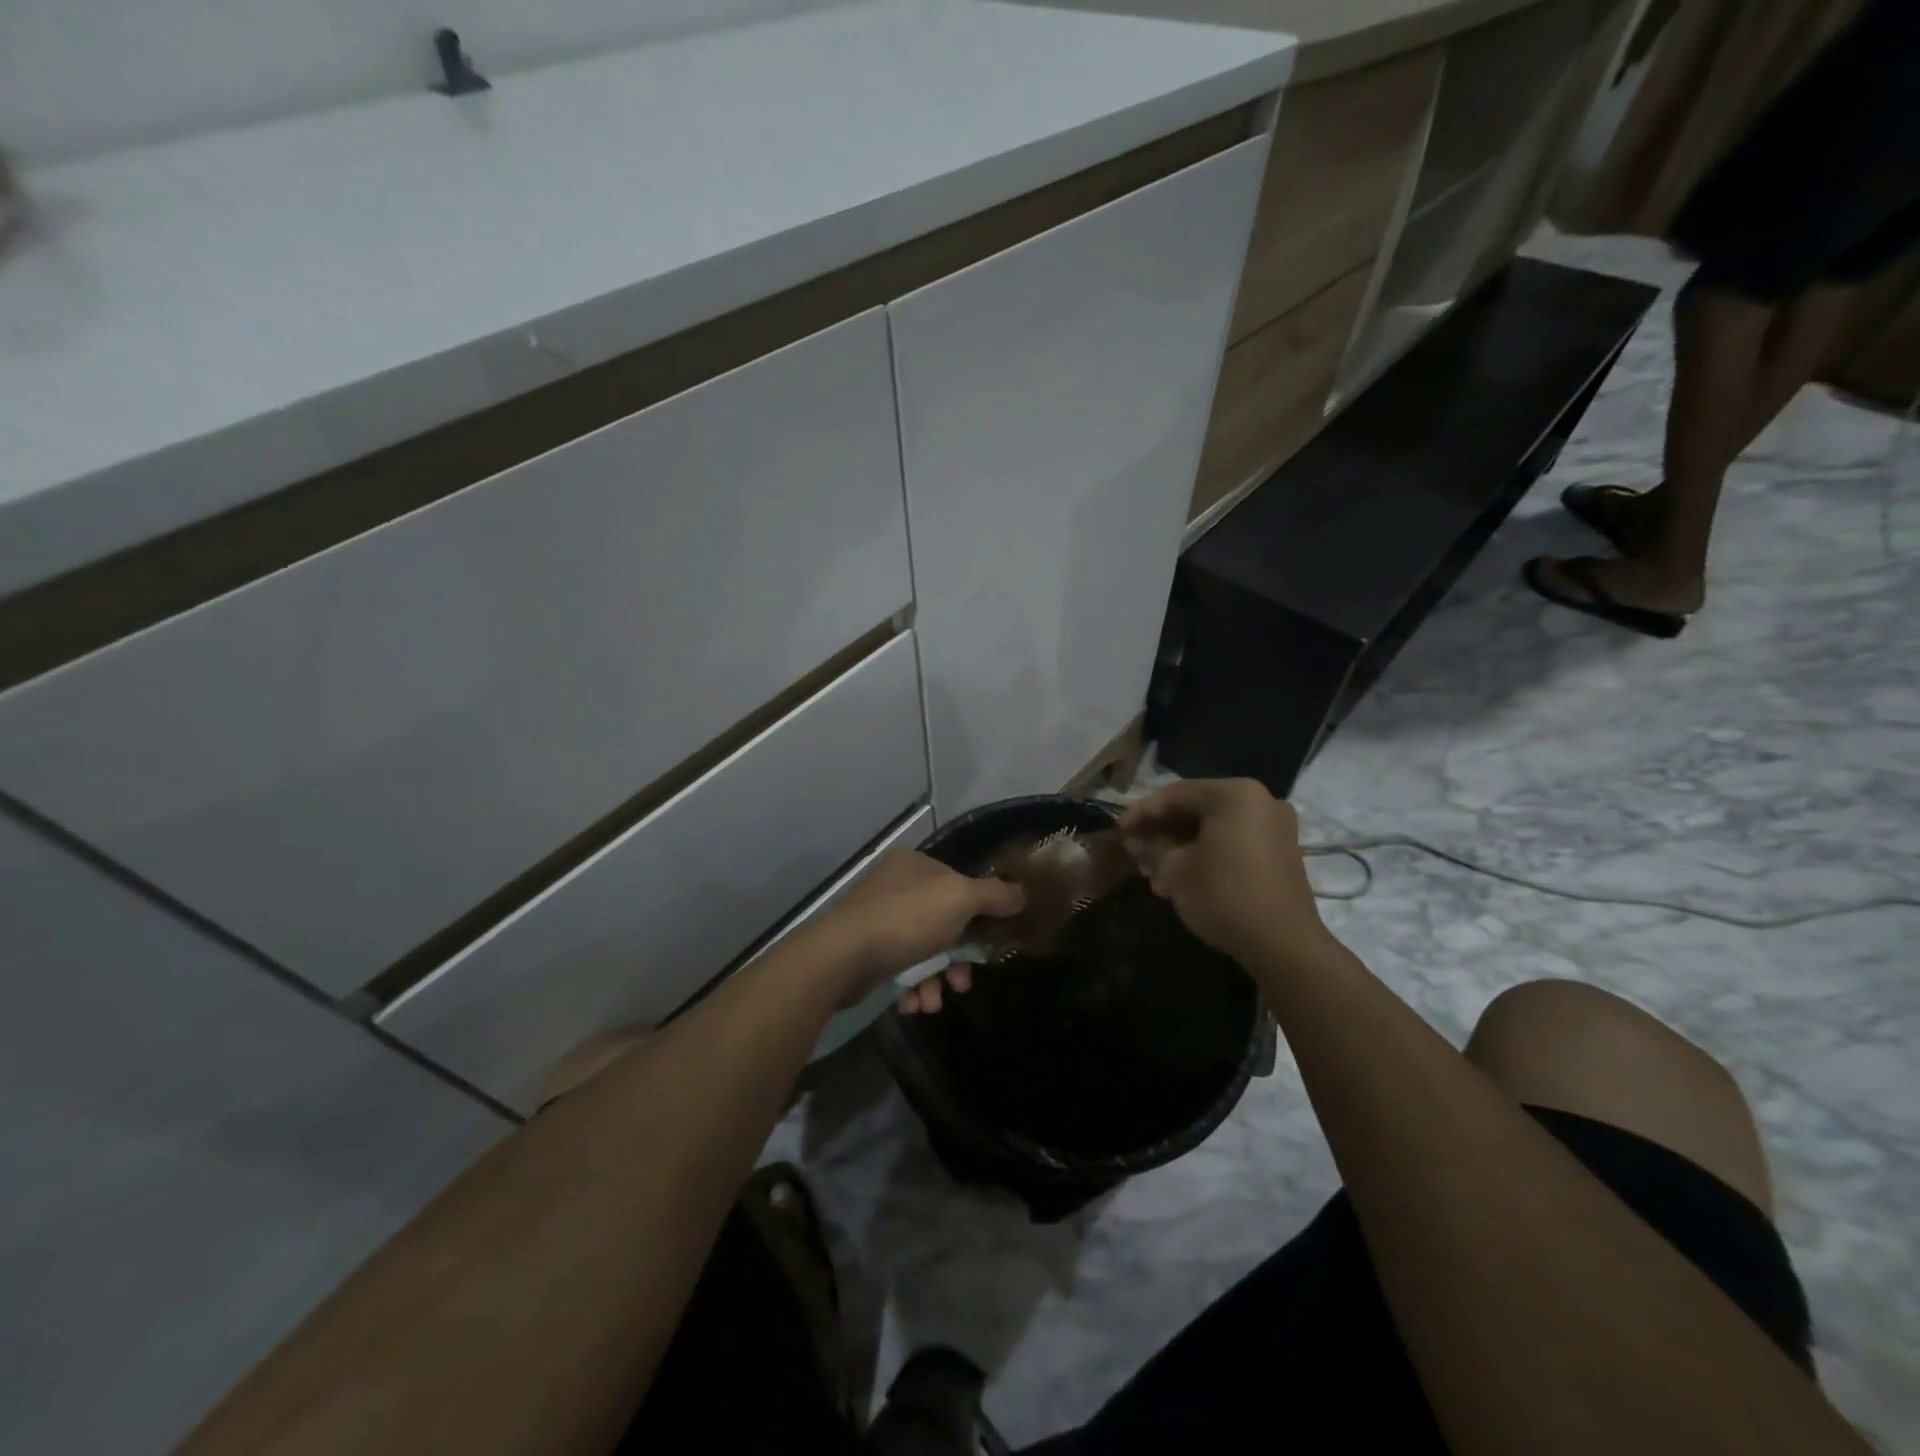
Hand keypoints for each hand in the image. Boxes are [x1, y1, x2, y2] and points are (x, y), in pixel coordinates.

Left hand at [806, 850, 1023, 1008]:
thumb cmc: (906, 920)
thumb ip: (995, 895)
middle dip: (957, 958)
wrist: (841, 957)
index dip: (979, 914)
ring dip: (935, 979)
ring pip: (923, 948)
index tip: (989, 945)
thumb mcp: (960, 899)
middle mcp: (895, 885)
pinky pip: (900, 966)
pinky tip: (914, 1003)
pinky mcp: (864, 948)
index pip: (959, 884)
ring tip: (934, 1001)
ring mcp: (877, 916)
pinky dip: (912, 985)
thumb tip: (1023, 893)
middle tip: (962, 983)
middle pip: (944, 921)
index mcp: (916, 864)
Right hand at [1118, 779, 1324, 965]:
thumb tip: (1133, 840)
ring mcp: (1274, 827)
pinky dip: (1204, 855)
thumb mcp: (1175, 871)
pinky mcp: (1279, 852)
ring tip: (1153, 874)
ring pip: (1213, 829)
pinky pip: (1232, 842)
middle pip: (1196, 810)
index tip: (1119, 831)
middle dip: (1161, 833)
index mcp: (1235, 795)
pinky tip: (1180, 880)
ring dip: (1180, 848)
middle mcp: (1259, 801)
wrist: (1283, 945)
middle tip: (1135, 853)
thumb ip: (1151, 848)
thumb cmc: (1224, 896)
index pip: (1176, 794)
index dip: (1142, 812)